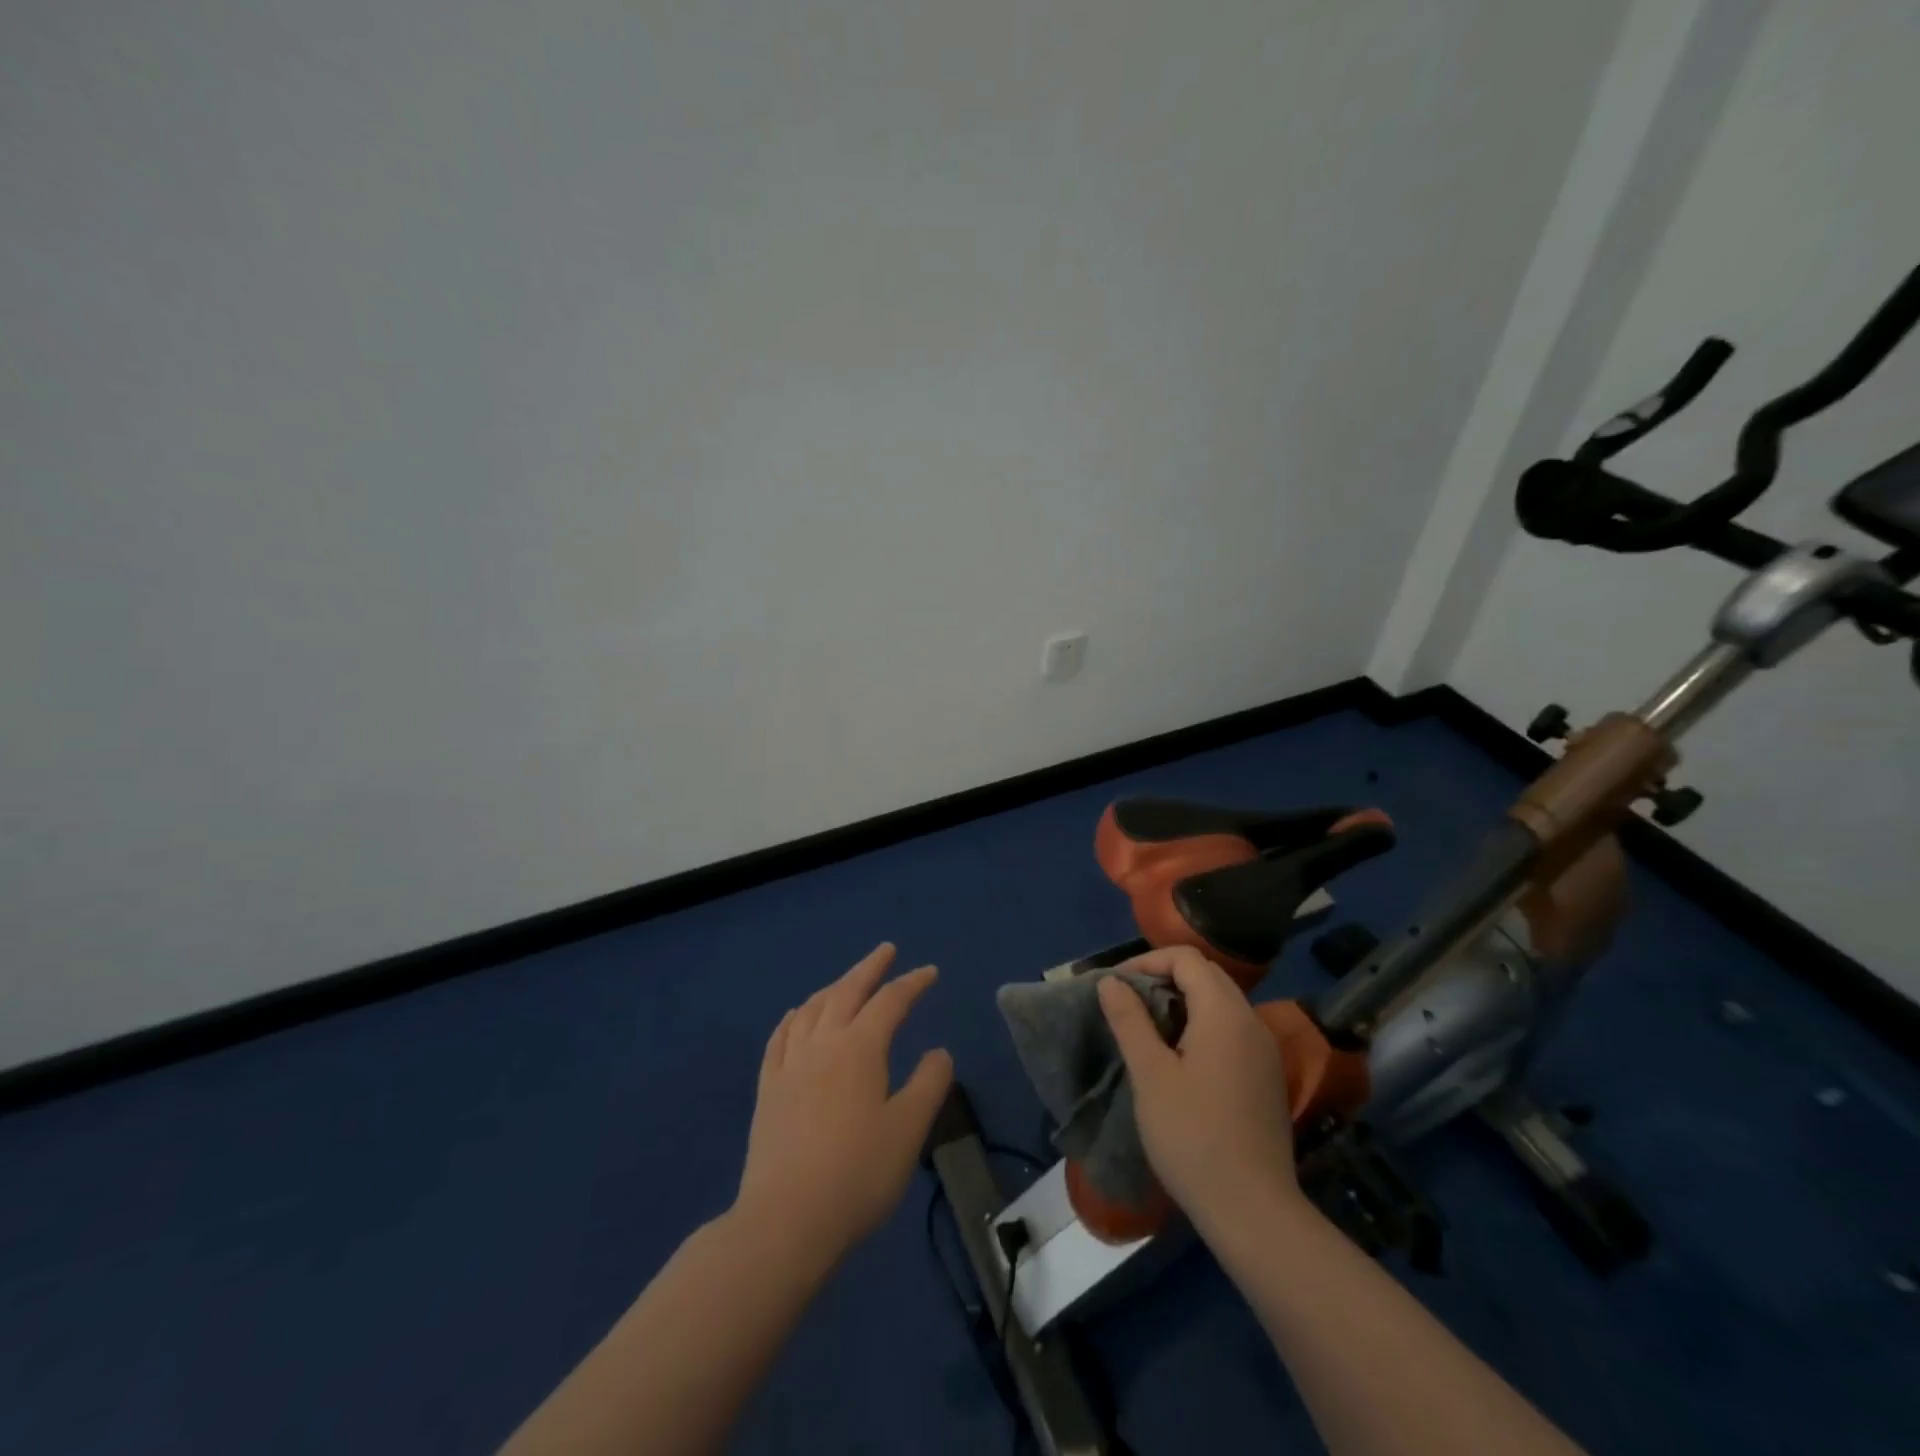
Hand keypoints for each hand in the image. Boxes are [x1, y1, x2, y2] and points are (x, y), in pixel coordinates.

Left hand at [737, 944, 954, 1263]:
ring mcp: (789, 1065)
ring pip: (812, 1009)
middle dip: (869, 968)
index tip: (930, 972)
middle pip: (847, 991)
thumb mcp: (908, 1130)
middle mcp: (822, 1044)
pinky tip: (796, 1016)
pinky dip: (793, 1017)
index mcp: (860, 1048)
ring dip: (833, 987)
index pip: (890, 1001)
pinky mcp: (767, 1089)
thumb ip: (928, 1084)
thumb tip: (938, 1051)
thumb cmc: (857, 1174)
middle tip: (885, 951)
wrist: (786, 1220)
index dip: (912, 983)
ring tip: (846, 981)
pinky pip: (780, 1038)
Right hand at [1096, 946, 1299, 1226]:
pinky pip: (1231, 1030)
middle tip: (1128, 1003)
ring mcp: (1264, 1050)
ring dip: (1182, 1002)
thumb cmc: (1193, 1137)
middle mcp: (1251, 1021)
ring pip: (1220, 1002)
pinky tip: (1180, 1059)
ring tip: (1147, 1029)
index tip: (1115, 987)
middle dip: (1163, 978)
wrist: (1254, 1212)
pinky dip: (1201, 1025)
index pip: (1186, 958)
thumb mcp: (1149, 1074)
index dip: (1146, 962)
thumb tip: (1111, 982)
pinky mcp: (1266, 1077)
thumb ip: (1129, 1020)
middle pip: (1206, 975)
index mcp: (1224, 1012)